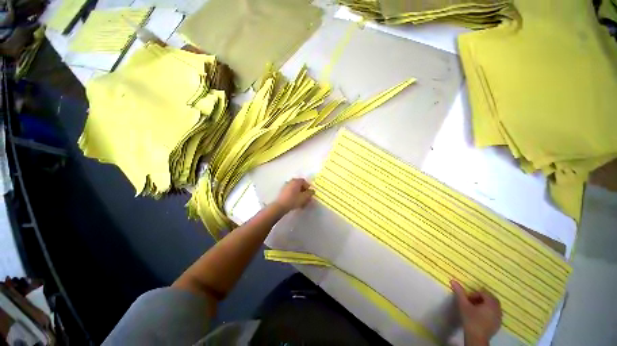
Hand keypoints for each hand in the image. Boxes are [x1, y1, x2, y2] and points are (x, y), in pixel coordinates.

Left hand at [273, 178, 313, 213]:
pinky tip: (295, 202)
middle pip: (299, 185)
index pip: (304, 181)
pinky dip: (294, 196)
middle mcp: (291, 182)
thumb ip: (310, 193)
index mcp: (296, 181)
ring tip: (301, 201)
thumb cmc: (294, 200)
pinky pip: (291, 192)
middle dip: (303, 191)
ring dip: (299, 194)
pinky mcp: (282, 192)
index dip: (308, 187)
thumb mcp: (305, 197)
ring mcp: (286, 186)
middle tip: (306, 197)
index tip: (309, 193)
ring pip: (295, 189)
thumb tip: (311, 191)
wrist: (281, 206)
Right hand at [450, 280, 501, 345]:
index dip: (475, 294)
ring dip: (484, 304)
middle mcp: (498, 309)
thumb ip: (459, 292)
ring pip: (493, 306)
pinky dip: (488, 311)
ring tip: (475, 308)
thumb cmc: (470, 320)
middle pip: (490, 298)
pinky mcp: (498, 324)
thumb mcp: (463, 305)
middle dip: (481, 298)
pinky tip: (480, 316)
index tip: (467, 299)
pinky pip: (494, 313)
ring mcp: (499, 317)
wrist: (476, 338)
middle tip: (471, 301)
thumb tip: (453, 280)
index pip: (484, 293)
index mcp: (491, 303)